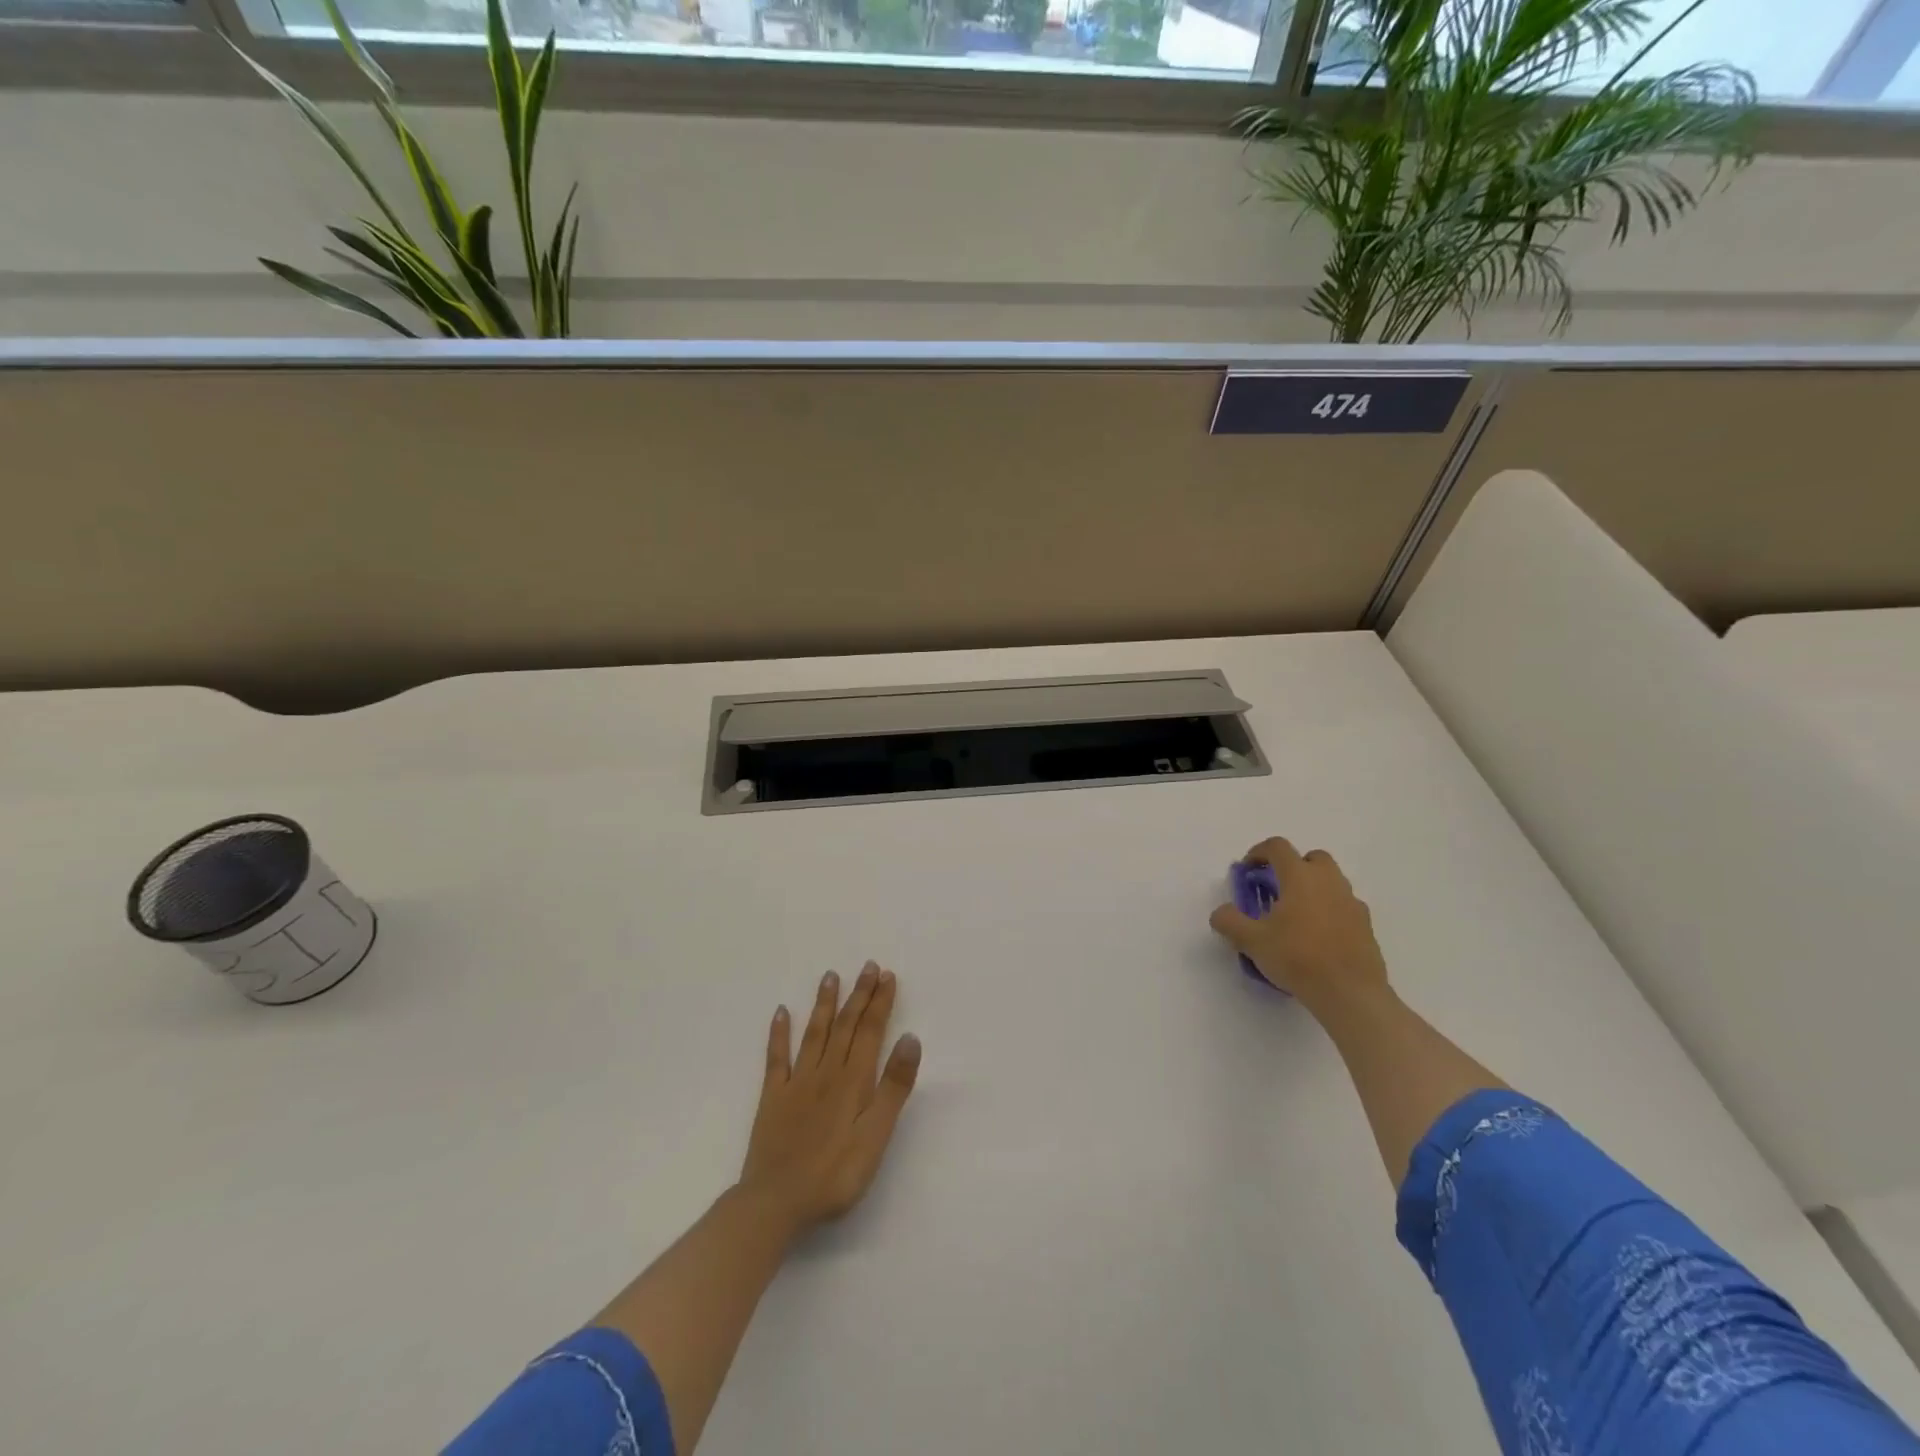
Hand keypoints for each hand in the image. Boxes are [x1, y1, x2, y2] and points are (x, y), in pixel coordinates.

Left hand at [740, 962, 922, 1233]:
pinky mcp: (773, 1098)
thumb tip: (911, 1038)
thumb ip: (893, 1087)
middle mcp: (826, 1072)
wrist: (775, 1202)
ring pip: (814, 1033)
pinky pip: (777, 1057)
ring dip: (824, 1003)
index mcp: (853, 1081)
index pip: (871, 1031)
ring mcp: (797, 1082)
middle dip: (859, 994)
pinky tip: (780, 1012)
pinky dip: (779, 1033)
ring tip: (830, 975)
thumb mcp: (876, 1135)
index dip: (880, 1002)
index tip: (887, 976)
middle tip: (868, 966)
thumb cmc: (835, 1174)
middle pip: (846, 1026)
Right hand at [1209, 837, 1389, 1008]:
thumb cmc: (1297, 958)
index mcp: (1300, 877)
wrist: (1349, 993)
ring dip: (1312, 888)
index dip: (1258, 852)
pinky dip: (1329, 910)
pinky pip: (1343, 905)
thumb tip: (1222, 912)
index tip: (1248, 871)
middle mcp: (1329, 881)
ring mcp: (1351, 902)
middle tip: (1277, 890)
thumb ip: (1229, 921)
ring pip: (1331, 881)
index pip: (1278, 847)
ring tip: (1296, 916)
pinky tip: (1318, 936)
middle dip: (1292, 867)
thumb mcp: (1251, 941)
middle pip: (1311, 858)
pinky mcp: (1366, 925)